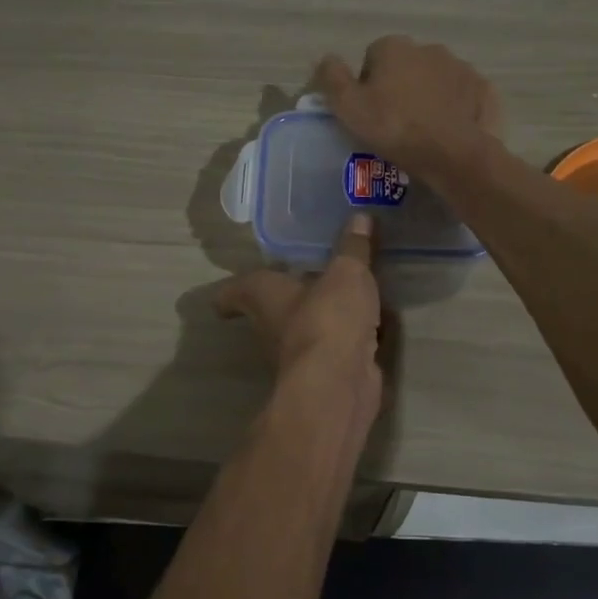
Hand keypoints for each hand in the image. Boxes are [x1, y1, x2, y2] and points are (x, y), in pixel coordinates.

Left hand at [215, 214, 385, 447]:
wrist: (338, 383)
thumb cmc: (327, 317)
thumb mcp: (347, 272)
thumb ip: (354, 247)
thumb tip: (361, 215)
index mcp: (264, 297)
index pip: (236, 293)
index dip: (230, 294)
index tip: (225, 298)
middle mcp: (273, 327)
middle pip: (270, 312)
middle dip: (286, 299)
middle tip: (304, 279)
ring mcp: (299, 354)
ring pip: (305, 330)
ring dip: (320, 318)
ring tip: (343, 297)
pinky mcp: (326, 374)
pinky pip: (336, 347)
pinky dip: (349, 337)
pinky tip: (372, 326)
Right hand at [314, 36, 502, 180]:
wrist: (453, 154)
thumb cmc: (395, 128)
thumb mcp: (348, 107)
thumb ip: (332, 78)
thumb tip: (327, 58)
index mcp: (395, 47)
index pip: (372, 57)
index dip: (367, 85)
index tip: (370, 112)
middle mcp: (430, 48)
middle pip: (406, 66)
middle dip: (400, 87)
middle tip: (395, 123)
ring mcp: (462, 67)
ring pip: (436, 80)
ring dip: (428, 96)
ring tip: (423, 130)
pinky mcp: (484, 90)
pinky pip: (463, 96)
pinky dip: (456, 109)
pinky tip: (449, 132)